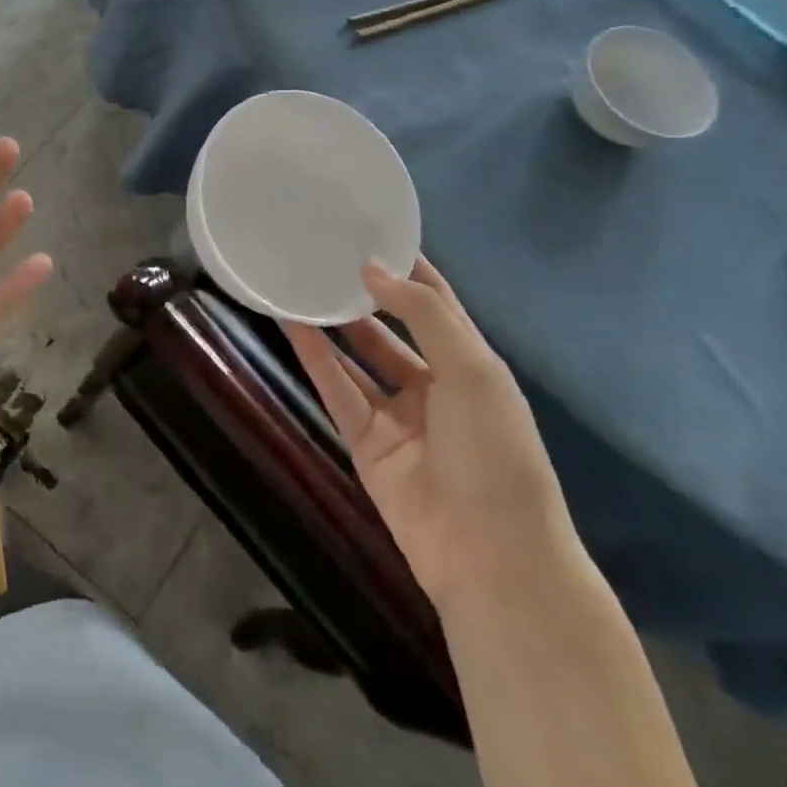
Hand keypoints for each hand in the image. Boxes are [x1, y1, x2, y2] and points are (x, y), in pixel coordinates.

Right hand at [282, 258, 585, 616]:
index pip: (436, 304)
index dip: (407, 269)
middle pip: (390, 328)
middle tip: (322, 255)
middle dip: (362, 295)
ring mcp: (397, 415)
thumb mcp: (473, 371)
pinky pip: (337, 390)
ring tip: (297, 282)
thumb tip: (371, 269)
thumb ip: (423, 315)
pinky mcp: (364, 441)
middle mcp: (434, 384)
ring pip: (356, 357)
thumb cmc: (495, 452)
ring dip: (331, 323)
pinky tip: (291, 324)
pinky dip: (315, 358)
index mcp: (471, 365)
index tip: (371, 231)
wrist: (491, 555)